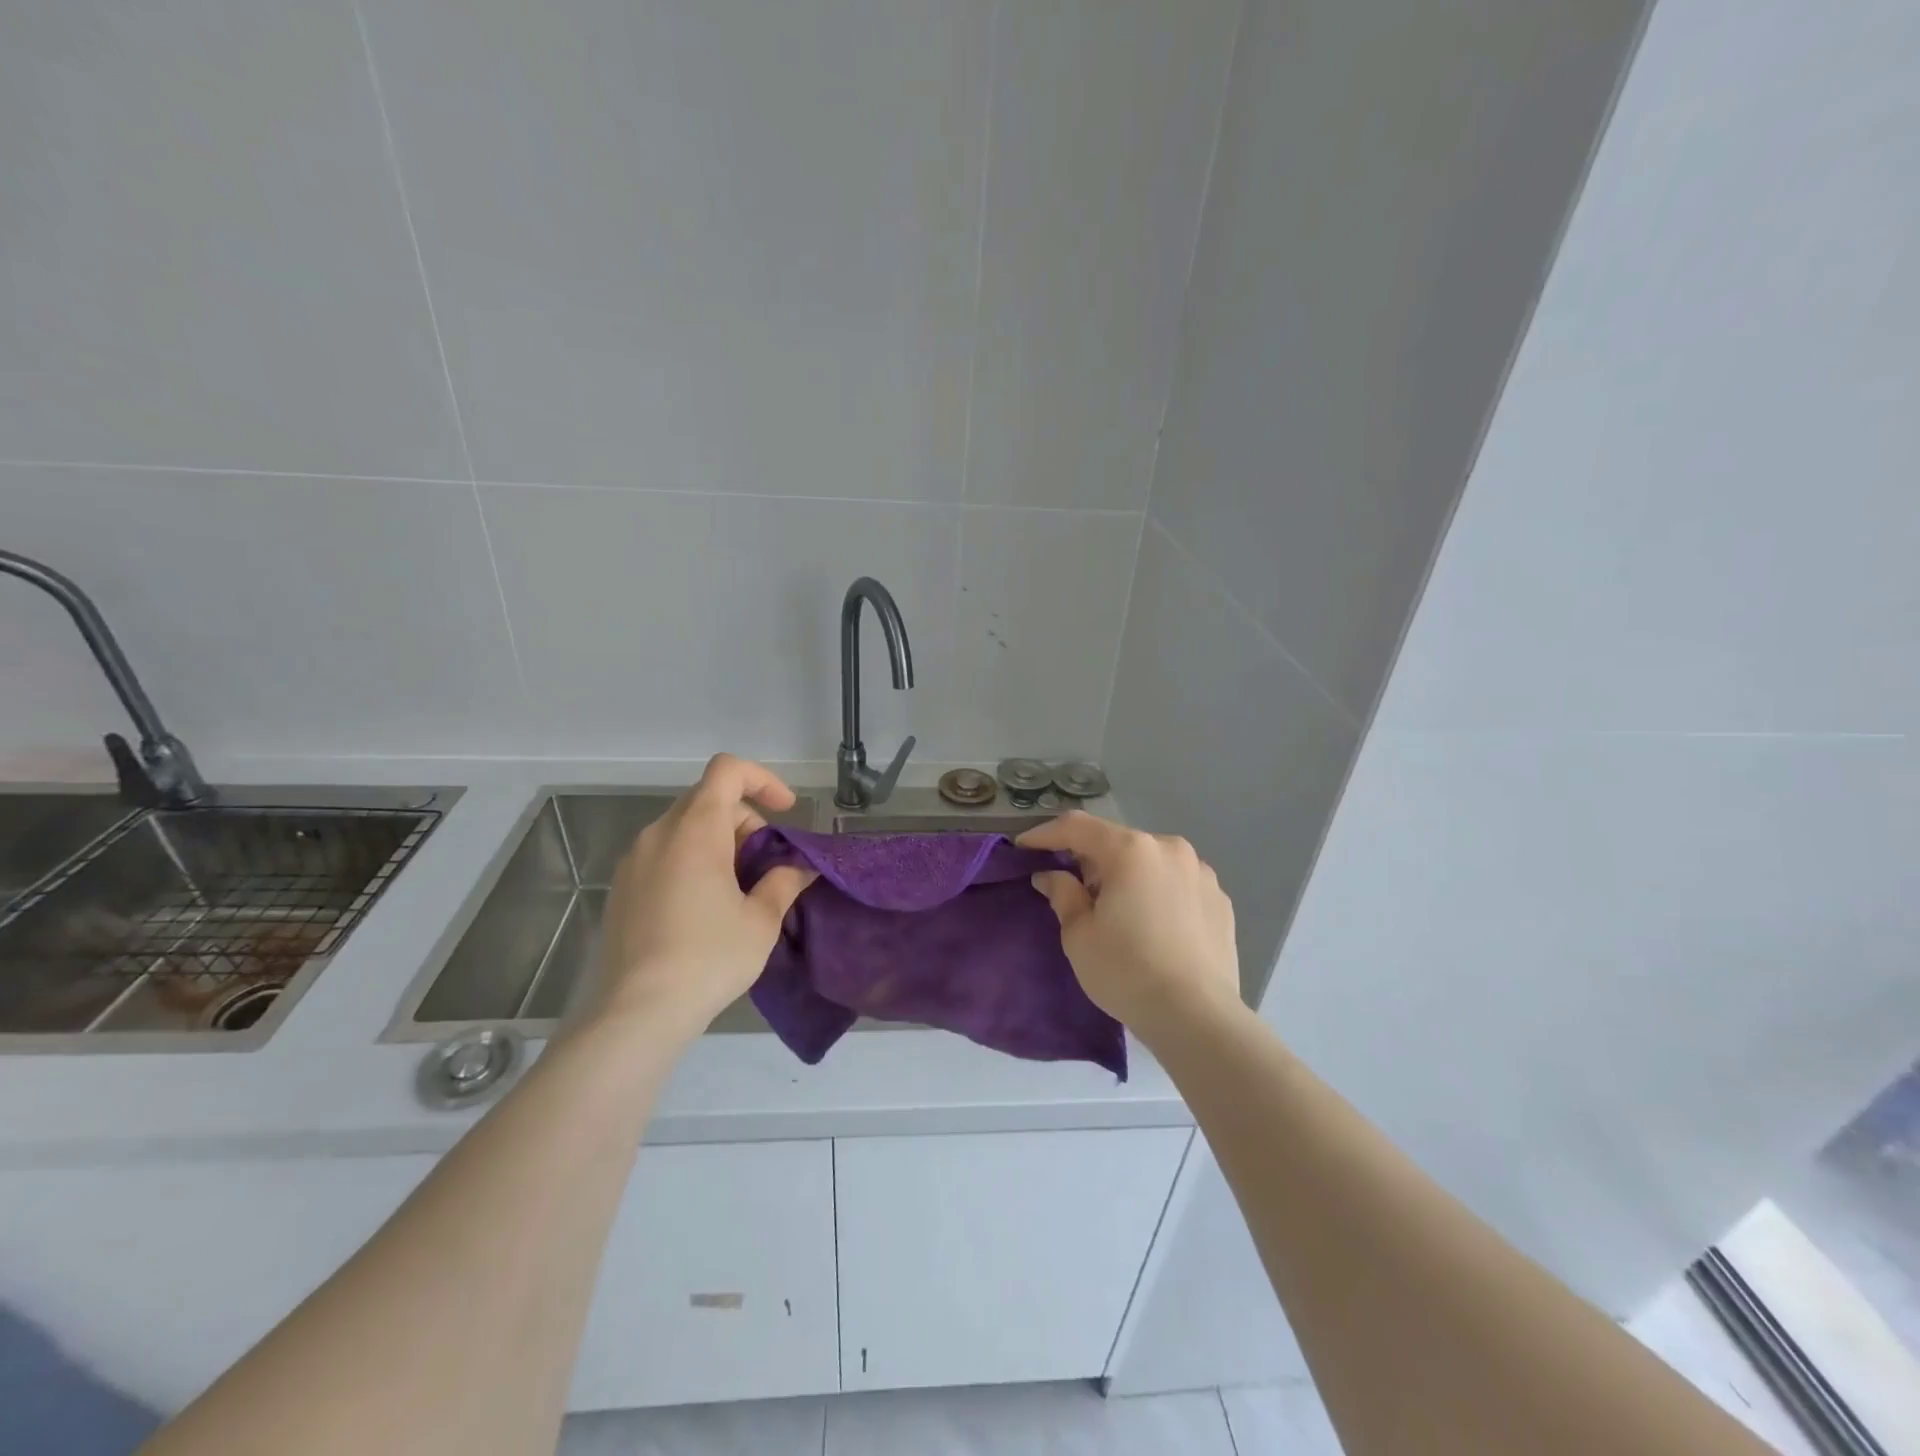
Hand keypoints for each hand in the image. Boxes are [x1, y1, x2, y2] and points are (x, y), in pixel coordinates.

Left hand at [586, 755, 815, 1044]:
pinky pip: (664, 853)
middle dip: (745, 819)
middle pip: (708, 799)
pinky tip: (704, 907)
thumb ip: (784, 882)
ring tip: (739, 888)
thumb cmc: (707, 958)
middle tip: (767, 863)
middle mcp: (659, 834)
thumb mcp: (761, 920)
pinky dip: (692, 860)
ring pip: (685, 827)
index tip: (785, 812)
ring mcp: (634, 861)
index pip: (727, 770)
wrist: (636, 1013)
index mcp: (695, 830)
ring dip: (719, 841)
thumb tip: (801, 867)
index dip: (762, 780)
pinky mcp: (621, 888)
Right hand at [1019, 812, 1243, 1039]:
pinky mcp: (1220, 899)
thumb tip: (1051, 875)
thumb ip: (1062, 894)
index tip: (1024, 848)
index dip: (1045, 834)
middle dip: (1090, 860)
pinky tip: (1153, 926)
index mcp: (1131, 850)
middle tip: (1071, 889)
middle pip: (1117, 843)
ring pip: (1150, 862)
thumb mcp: (1079, 935)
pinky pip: (1177, 884)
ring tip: (1117, 911)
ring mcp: (1201, 872)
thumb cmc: (1127, 971)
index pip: (1077, 827)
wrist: (1198, 1018)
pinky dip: (1157, 893)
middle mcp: (1169, 848)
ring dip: (1127, 876)